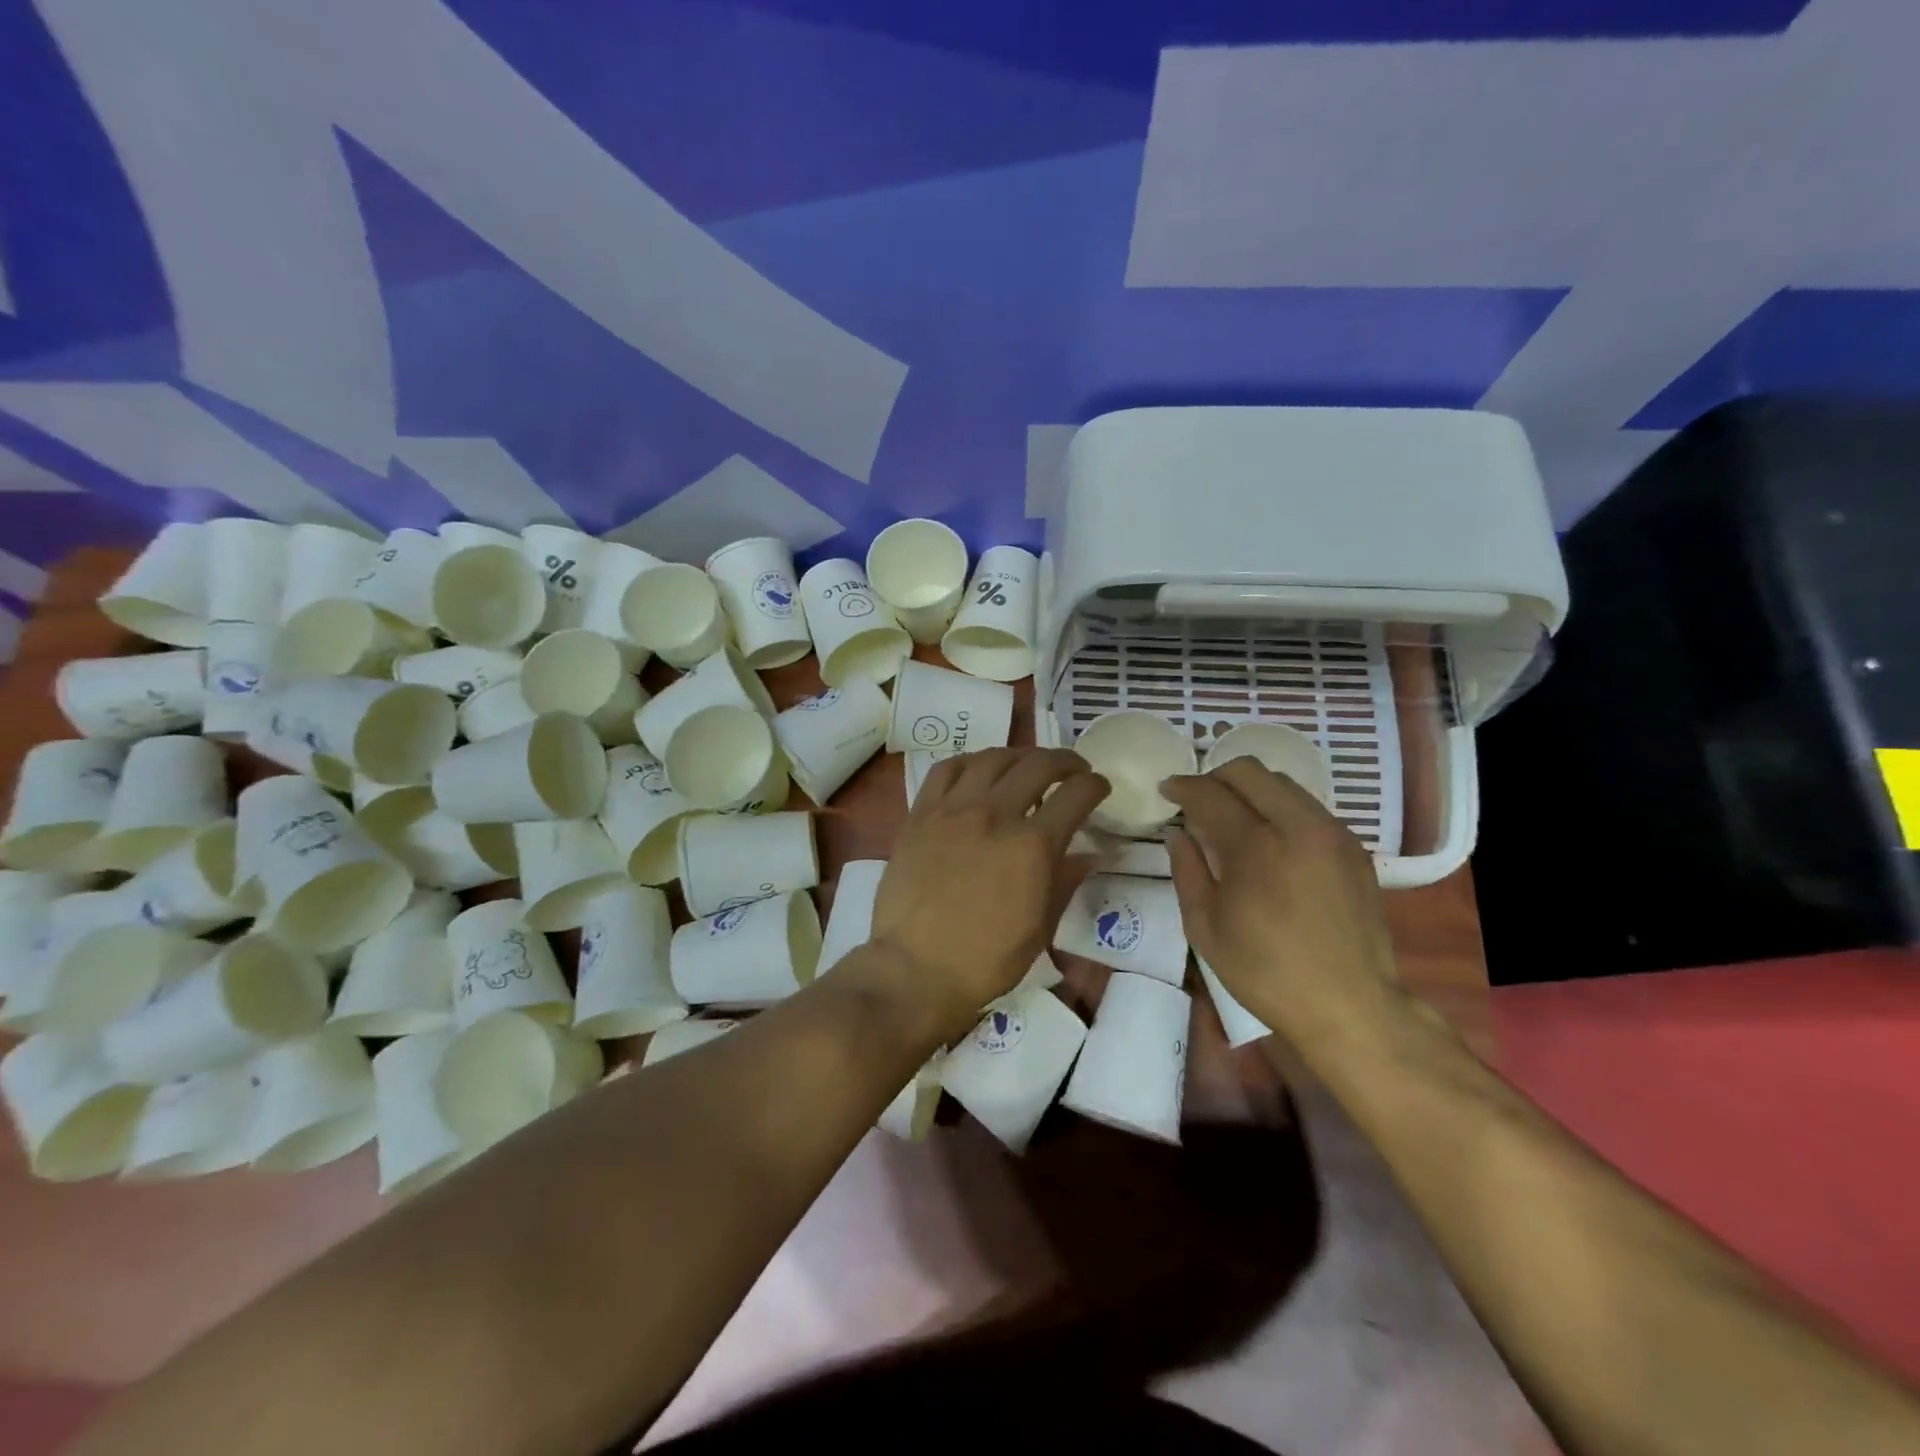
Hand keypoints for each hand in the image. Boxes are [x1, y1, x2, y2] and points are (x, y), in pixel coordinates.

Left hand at [873, 748, 1108, 1025]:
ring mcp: (953, 809)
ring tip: (1028, 765)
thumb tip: (1089, 854)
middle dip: (1065, 761)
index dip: (1094, 785)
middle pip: (1037, 765)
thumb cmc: (986, 959)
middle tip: (1073, 770)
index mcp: (1032, 845)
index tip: (1099, 787)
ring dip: (1019, 756)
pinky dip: (970, 762)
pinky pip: (947, 769)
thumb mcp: (1040, 927)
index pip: (1075, 795)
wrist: (915, 968)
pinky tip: (979, 770)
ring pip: (992, 758)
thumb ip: (1065, 880)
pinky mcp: (920, 813)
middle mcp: (994, 814)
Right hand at [1162, 759, 1397, 1050]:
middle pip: (1249, 771)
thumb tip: (1178, 833)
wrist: (1349, 1006)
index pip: (1211, 794)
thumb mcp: (1205, 927)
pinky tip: (1270, 839)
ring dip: (1250, 789)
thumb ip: (1186, 870)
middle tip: (1198, 801)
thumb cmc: (1265, 972)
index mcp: (1256, 848)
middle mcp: (1298, 827)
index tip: (1167, 790)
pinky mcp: (1354, 848)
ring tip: (1233, 818)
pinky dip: (1280, 808)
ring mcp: (1332, 834)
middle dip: (1215, 777)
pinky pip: (1309, 807)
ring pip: (1283, 783)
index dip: (1183, 787)